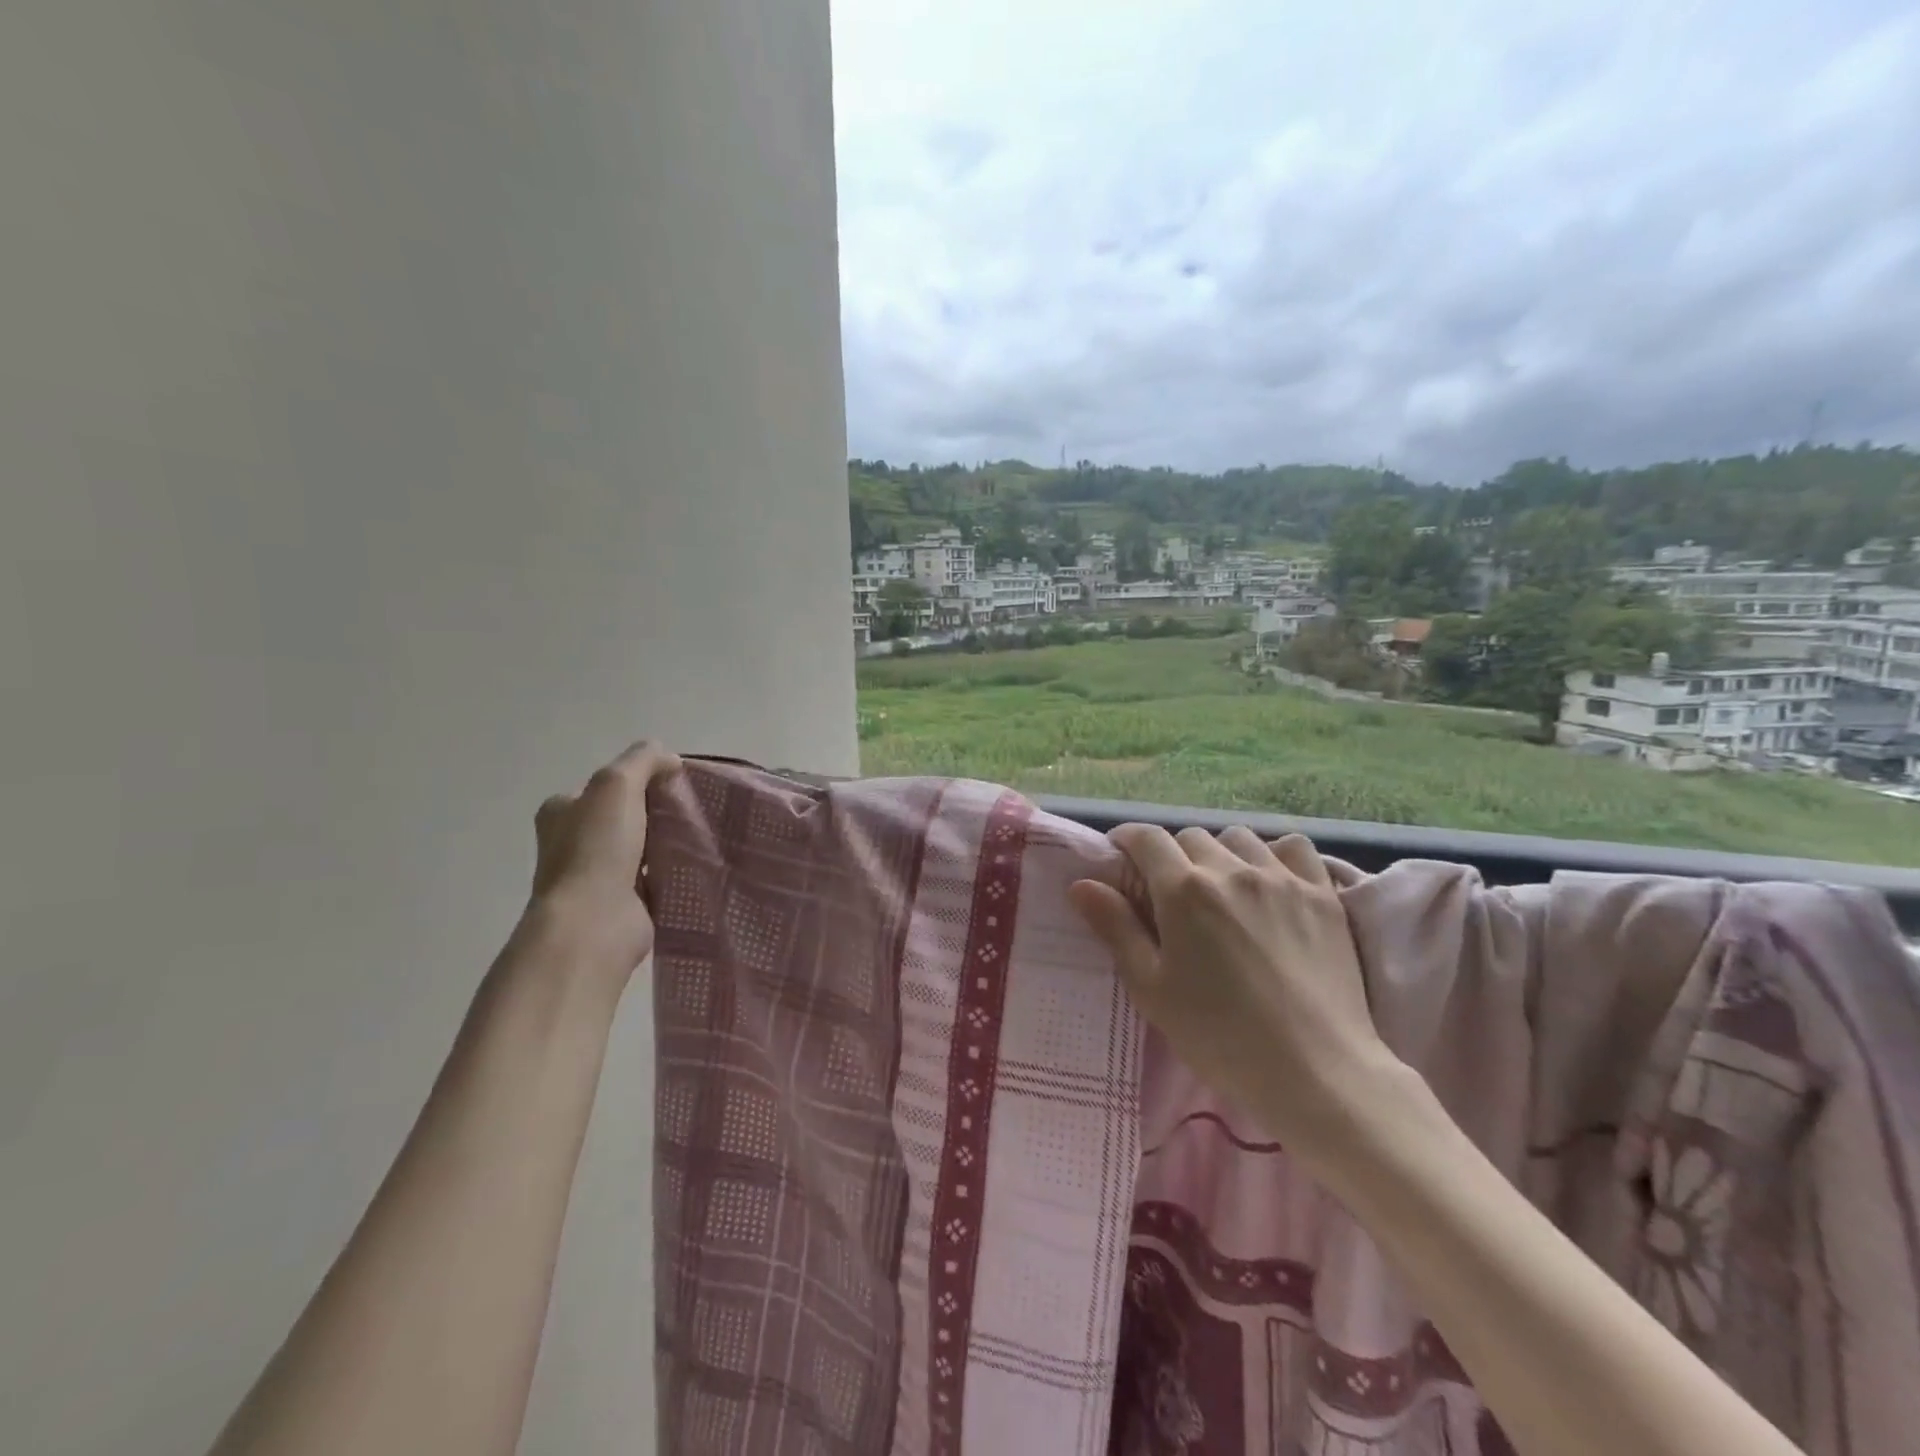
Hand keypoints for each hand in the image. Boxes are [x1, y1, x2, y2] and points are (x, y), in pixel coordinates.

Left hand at [519, 741, 681, 988]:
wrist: (594, 924)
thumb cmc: (597, 849)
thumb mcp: (617, 784)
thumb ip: (643, 760)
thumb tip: (670, 759)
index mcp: (562, 812)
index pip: (605, 786)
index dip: (640, 779)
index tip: (675, 782)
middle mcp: (573, 843)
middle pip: (626, 815)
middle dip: (658, 811)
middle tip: (693, 808)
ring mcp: (597, 877)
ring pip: (642, 847)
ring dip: (667, 843)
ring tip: (703, 835)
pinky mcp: (623, 904)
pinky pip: (655, 878)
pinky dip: (674, 872)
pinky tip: (698, 865)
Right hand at [1068, 826, 1405, 1164]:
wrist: (1316, 1072)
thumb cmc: (1220, 1036)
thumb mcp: (1151, 988)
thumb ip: (1116, 928)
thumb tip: (1082, 885)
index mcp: (1183, 890)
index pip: (1147, 838)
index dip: (1127, 839)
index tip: (1120, 856)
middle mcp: (1231, 869)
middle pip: (1190, 837)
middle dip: (1171, 855)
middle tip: (1170, 892)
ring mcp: (1282, 877)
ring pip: (1238, 838)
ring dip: (1219, 853)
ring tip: (1220, 886)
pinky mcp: (1322, 893)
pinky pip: (1292, 847)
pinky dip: (1273, 854)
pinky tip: (1270, 880)